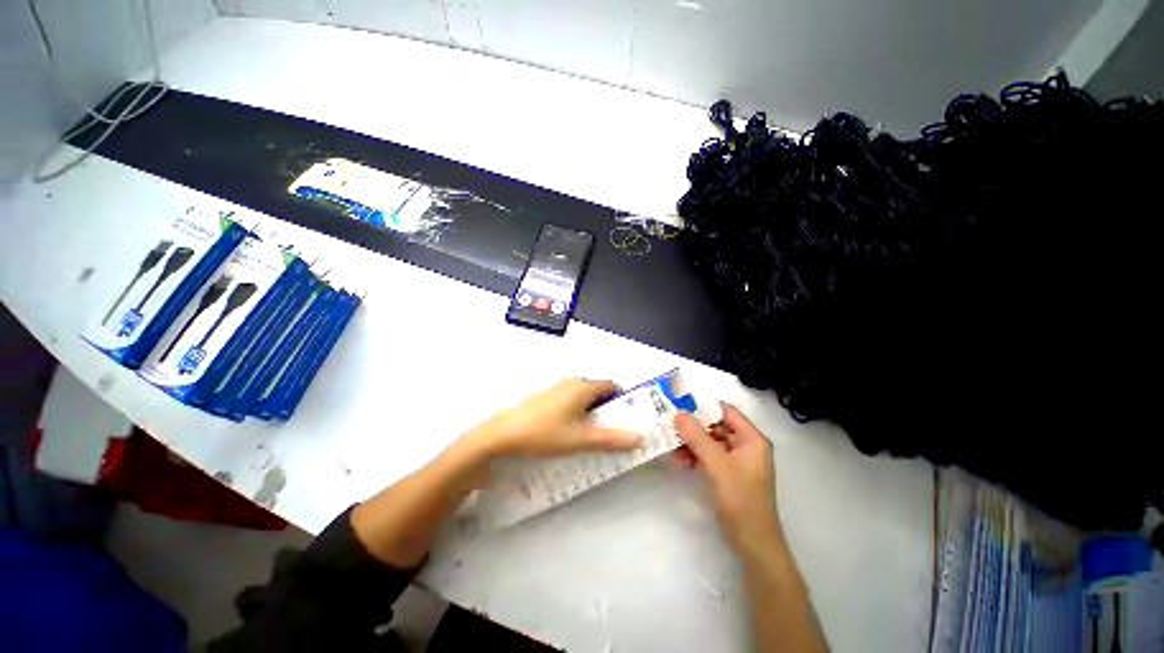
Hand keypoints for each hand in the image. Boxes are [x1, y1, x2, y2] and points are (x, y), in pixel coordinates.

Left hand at [467, 378, 640, 457]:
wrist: (503, 435)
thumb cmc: (545, 433)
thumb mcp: (581, 440)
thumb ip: (611, 440)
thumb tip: (639, 438)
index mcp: (583, 387)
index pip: (612, 385)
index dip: (623, 399)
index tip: (629, 418)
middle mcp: (571, 383)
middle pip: (598, 392)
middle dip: (608, 410)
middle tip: (615, 430)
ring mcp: (557, 390)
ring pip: (583, 399)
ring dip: (593, 414)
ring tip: (596, 436)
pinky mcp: (546, 399)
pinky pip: (570, 403)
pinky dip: (578, 414)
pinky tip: (572, 434)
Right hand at [673, 404, 783, 554]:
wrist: (752, 543)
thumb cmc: (741, 500)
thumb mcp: (717, 465)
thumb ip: (697, 437)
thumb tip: (678, 414)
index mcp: (751, 439)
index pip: (726, 411)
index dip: (703, 407)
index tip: (679, 406)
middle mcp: (745, 445)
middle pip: (715, 426)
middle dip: (693, 427)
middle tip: (669, 425)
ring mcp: (736, 460)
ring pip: (709, 441)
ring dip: (691, 443)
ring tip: (671, 446)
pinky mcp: (728, 473)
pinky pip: (709, 456)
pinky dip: (695, 456)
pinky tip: (680, 461)